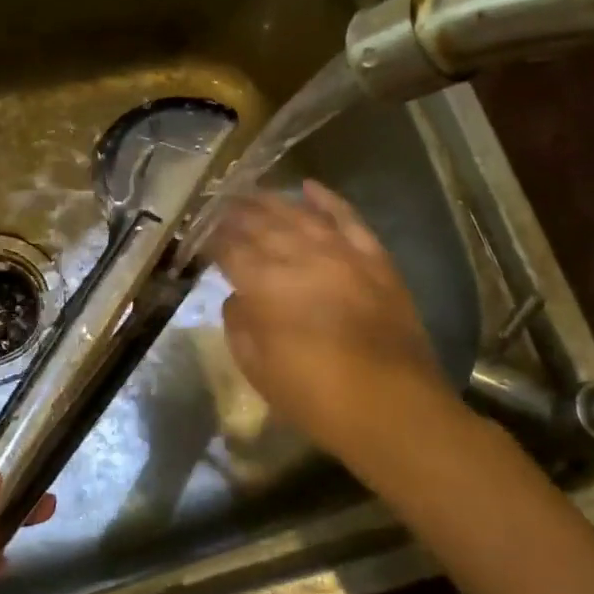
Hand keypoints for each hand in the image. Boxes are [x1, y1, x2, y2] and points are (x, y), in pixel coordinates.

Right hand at [209, 180, 456, 459]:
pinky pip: (348, 219)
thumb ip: (240, 326)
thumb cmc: (315, 397)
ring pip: (300, 215)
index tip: (202, 231)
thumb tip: (237, 297)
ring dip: (272, 201)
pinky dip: (327, 200)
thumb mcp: (258, 370)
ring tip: (251, 192)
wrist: (391, 406)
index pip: (231, 249)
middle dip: (237, 213)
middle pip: (262, 225)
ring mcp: (341, 253)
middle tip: (220, 203)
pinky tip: (309, 187)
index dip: (214, 238)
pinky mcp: (374, 259)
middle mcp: (300, 257)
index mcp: (265, 285)